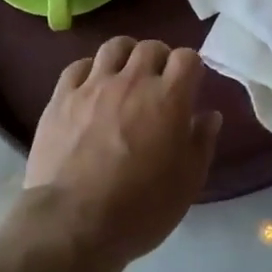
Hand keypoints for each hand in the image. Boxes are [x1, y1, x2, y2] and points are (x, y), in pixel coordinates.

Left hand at [23, 37, 221, 271]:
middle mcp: (133, 81)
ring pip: (115, 46)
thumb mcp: (187, 183)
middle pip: (151, 47)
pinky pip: (79, 66)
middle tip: (158, 84)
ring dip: (126, 56)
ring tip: (125, 77)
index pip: (187, 58)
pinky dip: (90, 71)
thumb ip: (201, 142)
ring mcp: (94, 85)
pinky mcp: (62, 97)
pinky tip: (91, 89)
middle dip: (160, 59)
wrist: (73, 224)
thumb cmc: (140, 209)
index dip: (190, 69)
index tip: (189, 87)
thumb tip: (210, 115)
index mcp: (168, 98)